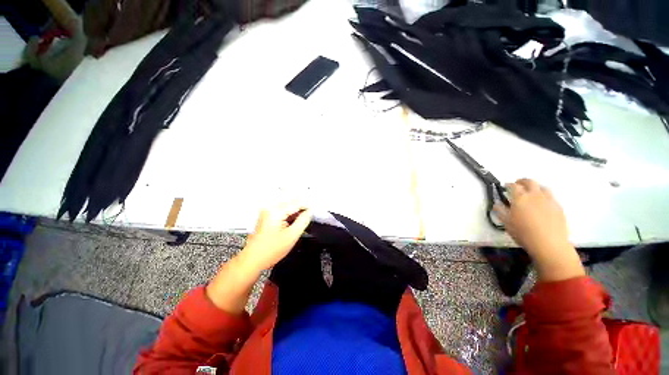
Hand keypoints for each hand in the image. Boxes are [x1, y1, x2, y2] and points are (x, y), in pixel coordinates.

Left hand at [238, 202, 311, 272]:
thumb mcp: (292, 236)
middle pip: (291, 202)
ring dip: (296, 210)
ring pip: (287, 205)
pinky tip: (294, 221)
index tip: (314, 210)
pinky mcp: (266, 216)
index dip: (308, 206)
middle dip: (302, 207)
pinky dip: (290, 213)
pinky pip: (282, 210)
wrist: (253, 259)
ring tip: (303, 218)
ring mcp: (267, 211)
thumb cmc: (269, 251)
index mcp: (276, 211)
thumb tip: (310, 212)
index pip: (297, 203)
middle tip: (310, 214)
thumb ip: (303, 221)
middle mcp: (270, 208)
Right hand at [495, 179, 583, 281]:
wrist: (549, 244)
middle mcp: (534, 195)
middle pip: (529, 182)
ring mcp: (548, 200)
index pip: (513, 186)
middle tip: (518, 184)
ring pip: (542, 187)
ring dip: (535, 187)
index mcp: (520, 198)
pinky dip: (544, 196)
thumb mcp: (506, 223)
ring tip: (531, 192)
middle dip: (522, 181)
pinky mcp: (558, 207)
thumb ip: (500, 211)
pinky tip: (542, 203)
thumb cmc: (523, 233)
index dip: (508, 185)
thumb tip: (496, 203)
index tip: (505, 186)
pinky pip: (551, 197)